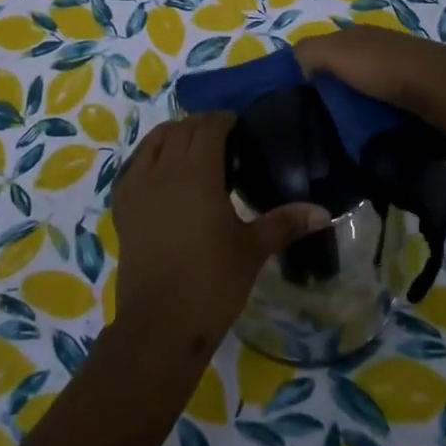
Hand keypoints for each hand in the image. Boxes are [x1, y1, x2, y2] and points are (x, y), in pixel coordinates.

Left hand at [110, 112, 330, 353]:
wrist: (160, 325)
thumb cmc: (212, 283)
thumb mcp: (253, 250)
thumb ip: (285, 223)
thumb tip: (323, 212)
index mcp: (198, 174)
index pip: (209, 128)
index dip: (224, 120)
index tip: (240, 126)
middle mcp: (164, 171)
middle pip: (181, 129)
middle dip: (201, 125)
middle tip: (222, 136)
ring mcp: (138, 187)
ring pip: (154, 142)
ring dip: (174, 134)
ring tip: (191, 146)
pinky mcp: (122, 207)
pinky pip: (132, 166)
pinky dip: (148, 156)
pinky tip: (159, 169)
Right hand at [292, 26, 445, 123]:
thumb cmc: (385, 69)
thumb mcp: (336, 52)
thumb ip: (309, 51)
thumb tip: (297, 66)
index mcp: (358, 35)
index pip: (324, 48)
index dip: (307, 69)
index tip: (295, 99)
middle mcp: (379, 48)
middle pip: (345, 70)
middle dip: (331, 91)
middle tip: (315, 121)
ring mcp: (402, 72)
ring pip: (366, 90)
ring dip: (355, 108)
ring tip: (340, 134)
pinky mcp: (419, 96)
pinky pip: (387, 107)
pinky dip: (377, 118)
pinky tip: (370, 135)